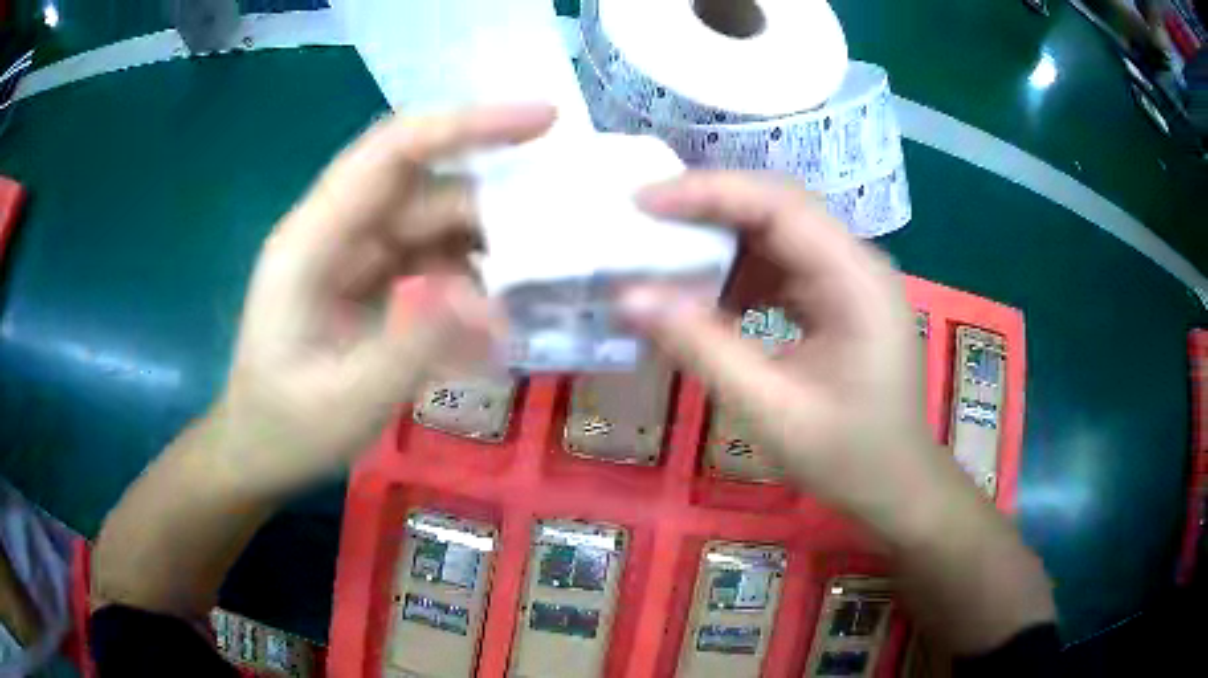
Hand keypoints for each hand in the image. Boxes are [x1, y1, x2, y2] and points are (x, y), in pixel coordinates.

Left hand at [214, 105, 554, 492]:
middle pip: (428, 187)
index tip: (544, 119)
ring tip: (553, 274)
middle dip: (500, 200)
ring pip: (440, 223)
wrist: (260, 449)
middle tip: (573, 228)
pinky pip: (437, 259)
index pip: (392, 151)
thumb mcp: (347, 399)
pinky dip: (477, 277)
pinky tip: (509, 306)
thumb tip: (491, 302)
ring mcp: (359, 254)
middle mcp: (339, 231)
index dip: (466, 125)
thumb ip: (414, 347)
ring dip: (494, 243)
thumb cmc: (288, 428)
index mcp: (313, 240)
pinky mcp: (376, 280)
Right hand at [622, 171, 964, 530]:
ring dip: (719, 241)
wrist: (897, 486)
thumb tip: (628, 299)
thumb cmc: (849, 457)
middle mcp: (856, 263)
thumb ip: (702, 349)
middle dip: (707, 208)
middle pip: (778, 208)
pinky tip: (704, 296)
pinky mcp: (836, 298)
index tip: (643, 201)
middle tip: (641, 220)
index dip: (708, 192)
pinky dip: (737, 274)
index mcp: (857, 280)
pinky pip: (781, 266)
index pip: (780, 204)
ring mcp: (848, 279)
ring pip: (776, 233)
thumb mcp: (771, 410)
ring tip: (662, 257)